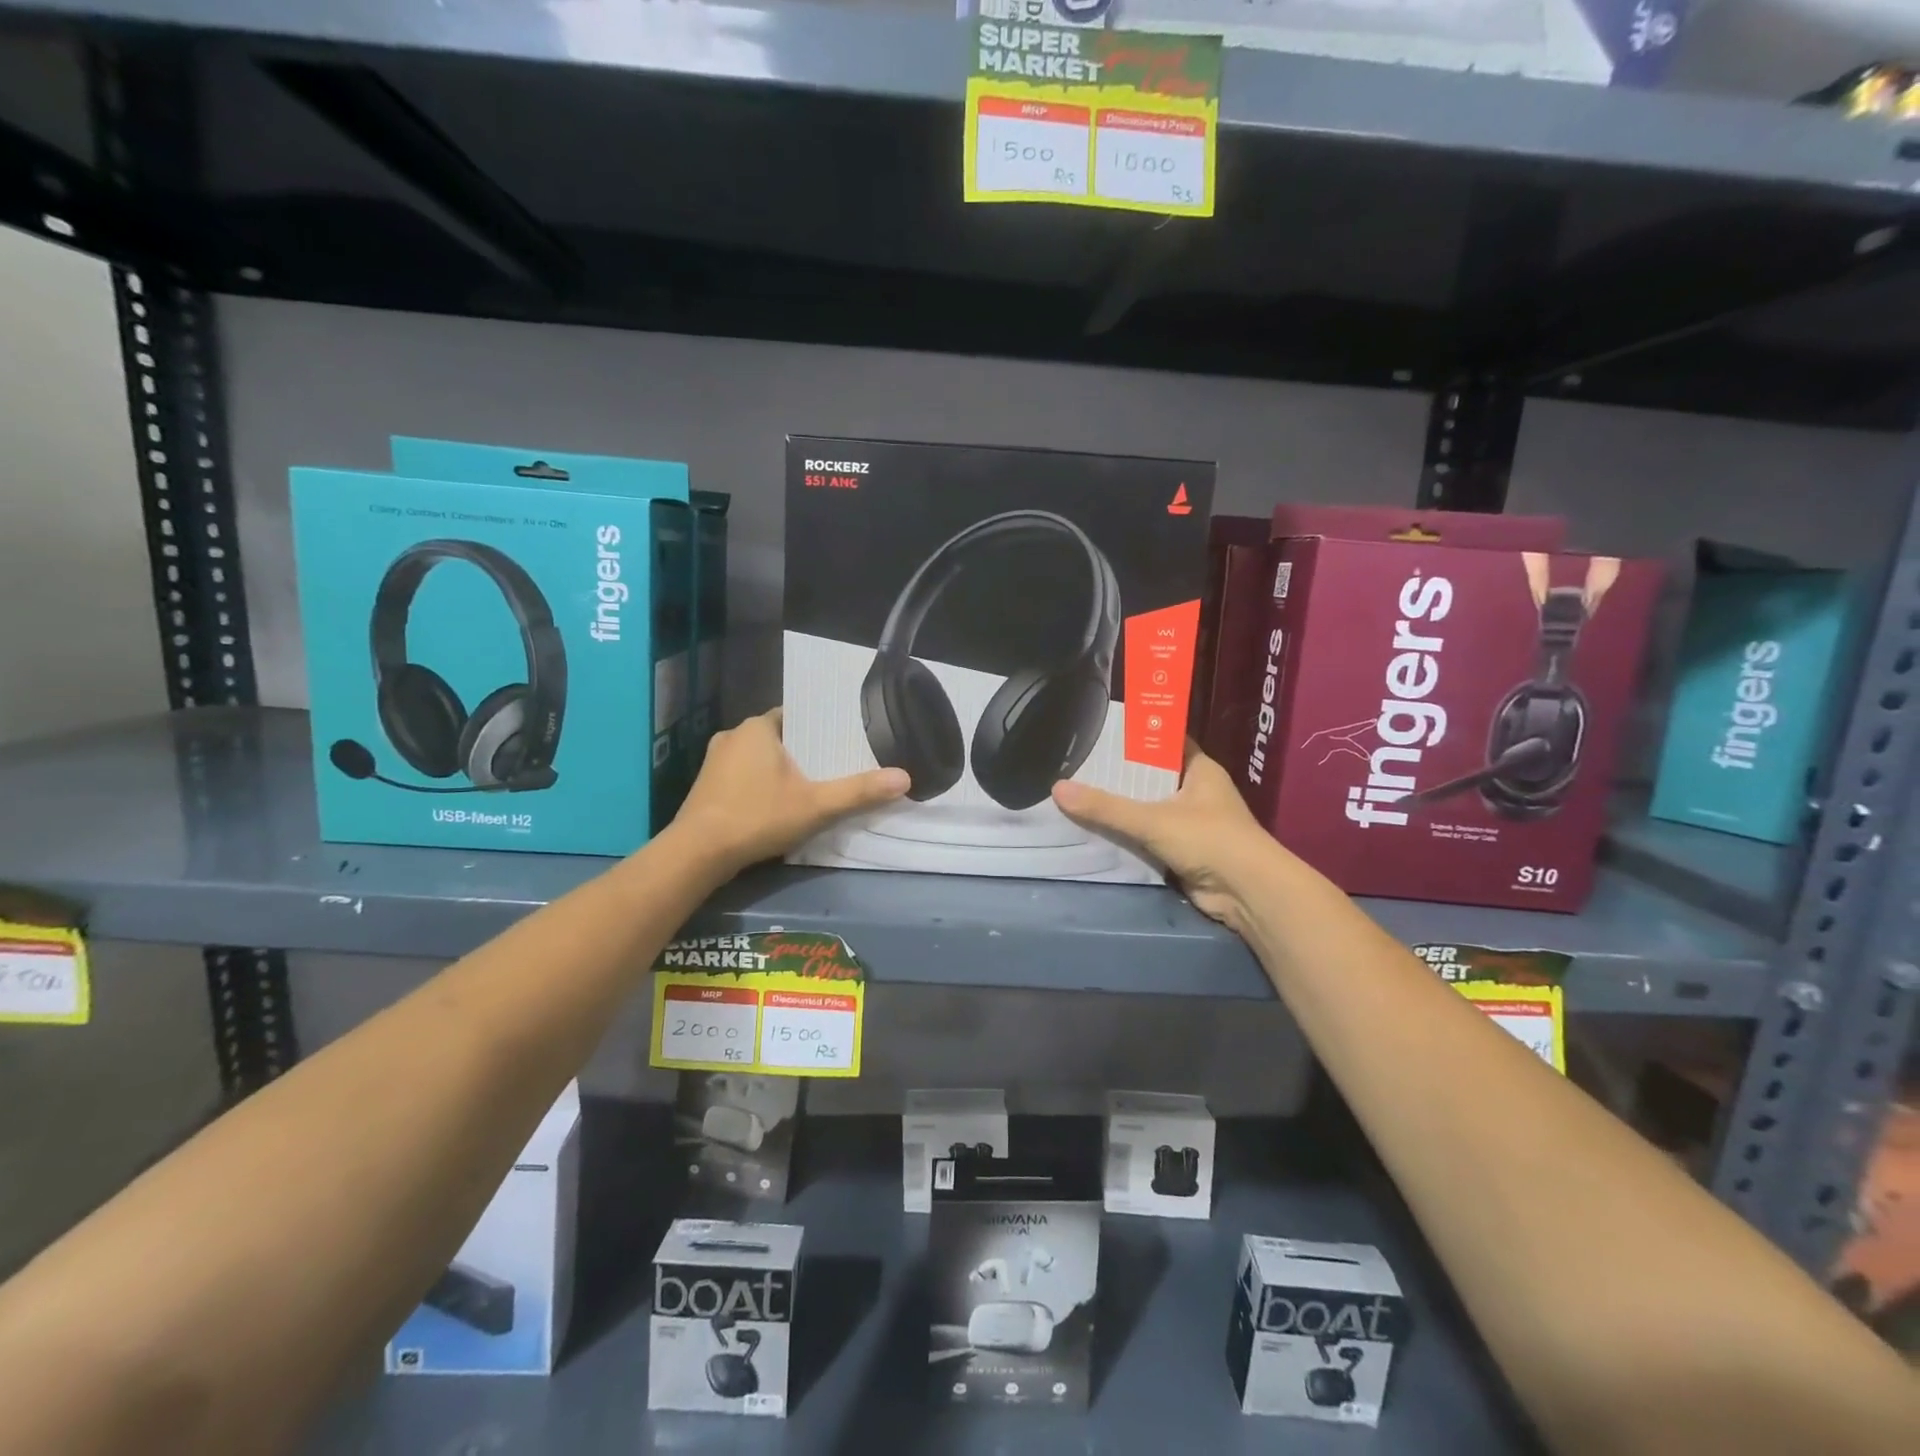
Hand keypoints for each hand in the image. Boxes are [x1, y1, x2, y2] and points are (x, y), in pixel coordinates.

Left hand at [673, 709, 909, 874]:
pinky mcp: (705, 787)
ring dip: (780, 768)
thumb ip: (859, 791)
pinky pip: (742, 775)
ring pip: (758, 757)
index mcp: (756, 728)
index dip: (819, 727)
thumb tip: (905, 778)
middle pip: (779, 736)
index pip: (795, 715)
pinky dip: (760, 784)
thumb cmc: (757, 817)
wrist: (696, 854)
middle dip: (802, 750)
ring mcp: (714, 762)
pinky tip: (776, 803)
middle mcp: (732, 736)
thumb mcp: (816, 805)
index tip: (841, 740)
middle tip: (833, 765)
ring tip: (810, 784)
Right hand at [1051, 744, 1273, 933]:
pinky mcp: (1184, 851)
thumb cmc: (1209, 839)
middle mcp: (1197, 791)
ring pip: (1149, 808)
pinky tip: (1096, 830)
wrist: (1248, 893)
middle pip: (1152, 776)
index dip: (1136, 736)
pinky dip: (1128, 836)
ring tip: (1079, 794)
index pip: (1164, 742)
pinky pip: (1149, 837)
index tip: (1102, 732)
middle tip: (1079, 766)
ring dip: (1122, 808)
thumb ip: (1105, 807)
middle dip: (1120, 775)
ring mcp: (1192, 822)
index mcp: (1199, 769)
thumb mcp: (1152, 819)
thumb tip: (1057, 789)